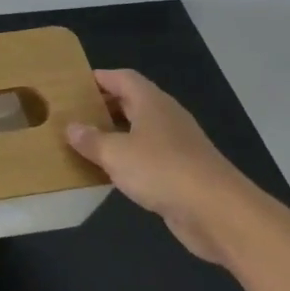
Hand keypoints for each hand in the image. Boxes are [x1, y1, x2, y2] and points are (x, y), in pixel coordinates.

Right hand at [64, 69, 261, 263]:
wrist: (218, 212)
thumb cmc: (162, 170)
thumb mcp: (116, 153)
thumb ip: (91, 140)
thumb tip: (71, 127)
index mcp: (151, 103)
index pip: (123, 78)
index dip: (100, 78)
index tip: (74, 84)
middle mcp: (166, 118)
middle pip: (132, 102)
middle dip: (104, 106)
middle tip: (74, 114)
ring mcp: (178, 146)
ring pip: (141, 131)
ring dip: (116, 134)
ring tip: (86, 142)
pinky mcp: (183, 172)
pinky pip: (149, 157)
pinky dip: (130, 160)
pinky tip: (112, 172)